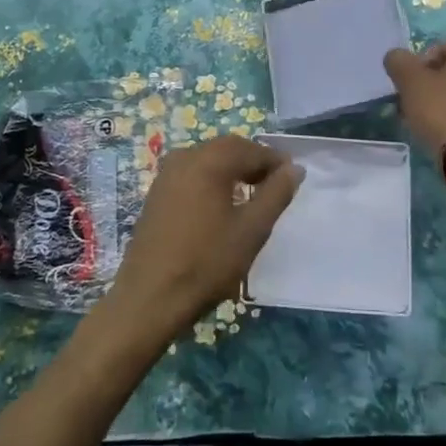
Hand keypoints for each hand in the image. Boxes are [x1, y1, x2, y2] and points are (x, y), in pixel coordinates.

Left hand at [97, 136, 304, 344]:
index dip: (274, 160)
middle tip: (275, 184)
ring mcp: (166, 175)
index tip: (293, 176)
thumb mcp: (252, 230)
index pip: (250, 149)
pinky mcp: (156, 194)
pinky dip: (212, 180)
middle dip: (253, 162)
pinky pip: (192, 174)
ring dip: (232, 171)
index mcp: (208, 160)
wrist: (150, 297)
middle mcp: (184, 158)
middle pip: (227, 149)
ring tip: (252, 195)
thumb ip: (276, 194)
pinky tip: (222, 205)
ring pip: (208, 160)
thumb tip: (294, 169)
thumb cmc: (207, 262)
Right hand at [383, 29, 445, 150]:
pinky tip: (445, 129)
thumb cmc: (442, 109)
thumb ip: (398, 61)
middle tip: (417, 101)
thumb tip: (397, 57)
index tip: (414, 83)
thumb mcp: (409, 81)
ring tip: (428, 118)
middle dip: (434, 80)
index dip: (423, 62)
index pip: (443, 44)